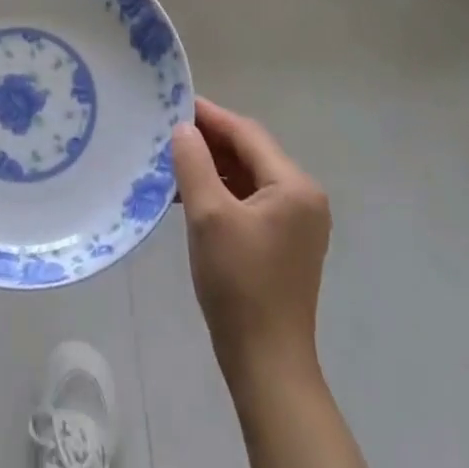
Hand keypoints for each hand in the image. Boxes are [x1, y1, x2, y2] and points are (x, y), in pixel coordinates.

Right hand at [170, 98, 331, 387]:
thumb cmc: (239, 284)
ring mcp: (296, 222)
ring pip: (248, 176)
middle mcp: (302, 197)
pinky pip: (249, 200)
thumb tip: (183, 128)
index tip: (172, 103)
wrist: (267, 365)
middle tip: (166, 131)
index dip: (209, 115)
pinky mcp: (283, 242)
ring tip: (171, 161)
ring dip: (212, 166)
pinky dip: (221, 191)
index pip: (246, 133)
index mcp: (294, 186)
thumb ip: (194, 163)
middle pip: (250, 152)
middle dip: (209, 141)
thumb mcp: (209, 216)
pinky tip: (189, 195)